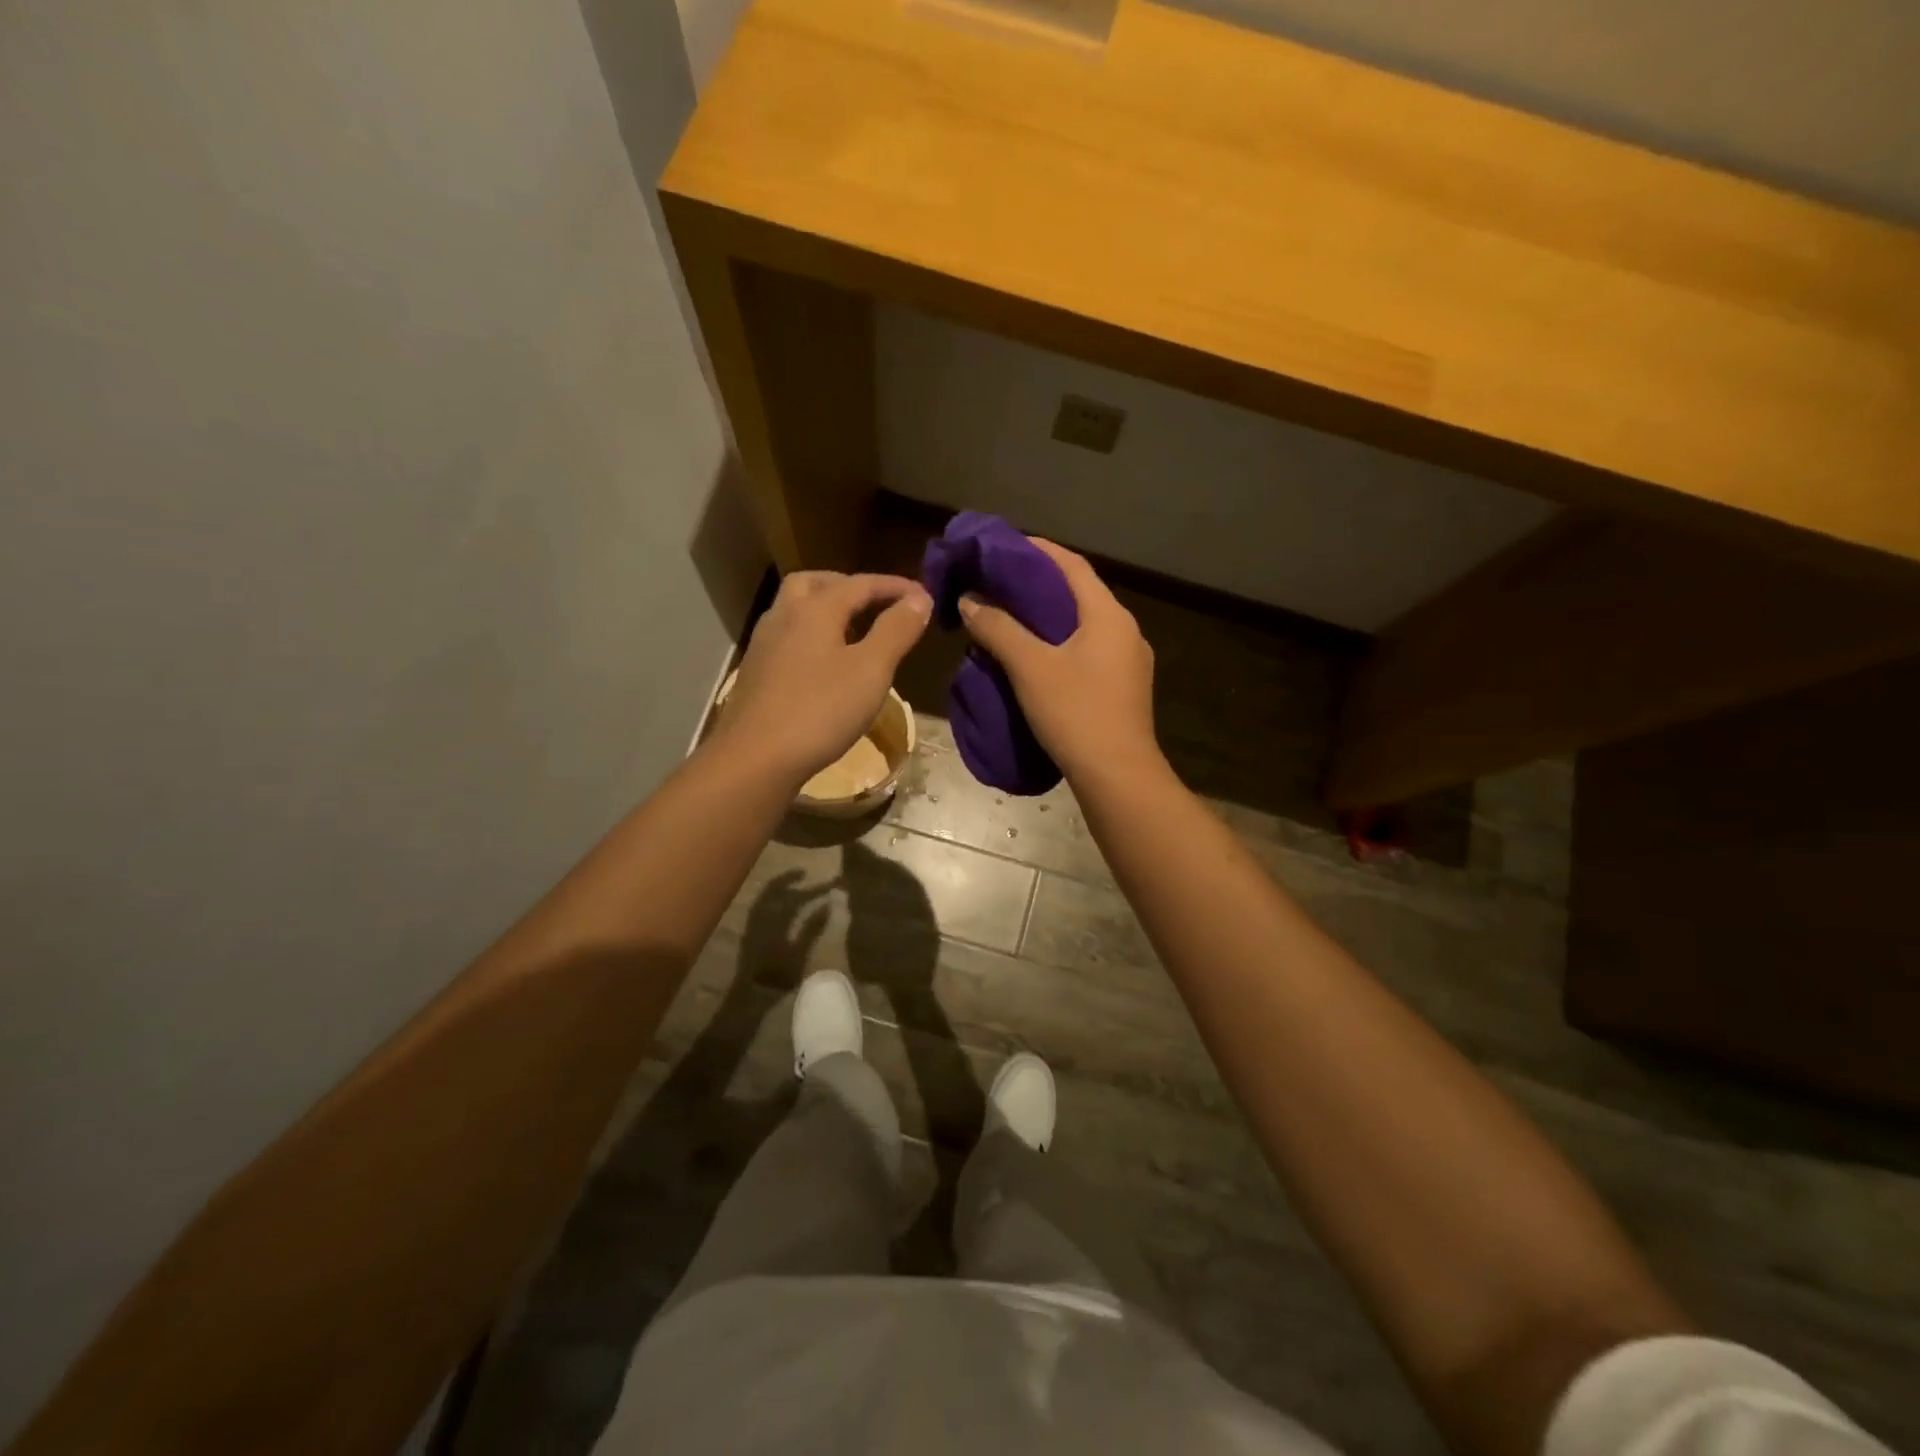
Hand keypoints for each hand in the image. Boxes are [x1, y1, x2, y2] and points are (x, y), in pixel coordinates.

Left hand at [715, 571, 931, 784]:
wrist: (755, 758)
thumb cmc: (821, 710)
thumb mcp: (871, 670)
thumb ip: (896, 630)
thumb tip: (918, 597)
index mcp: (815, 608)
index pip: (861, 583)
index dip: (895, 586)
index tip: (924, 595)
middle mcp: (784, 615)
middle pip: (817, 583)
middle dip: (850, 586)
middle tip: (877, 603)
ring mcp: (764, 643)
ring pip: (796, 608)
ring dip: (826, 608)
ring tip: (854, 631)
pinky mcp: (755, 671)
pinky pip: (787, 636)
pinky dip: (811, 634)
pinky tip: (824, 663)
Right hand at [957, 539, 1159, 783]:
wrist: (1118, 777)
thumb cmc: (1076, 713)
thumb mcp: (1030, 667)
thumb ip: (998, 628)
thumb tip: (970, 600)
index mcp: (1108, 615)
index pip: (1071, 565)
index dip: (1036, 550)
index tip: (1001, 546)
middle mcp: (1125, 630)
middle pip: (1078, 593)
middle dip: (1037, 584)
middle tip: (996, 583)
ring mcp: (1128, 661)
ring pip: (1082, 625)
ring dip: (1046, 617)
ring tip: (1008, 618)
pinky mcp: (1122, 688)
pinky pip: (1087, 651)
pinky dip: (1058, 643)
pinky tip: (1032, 657)